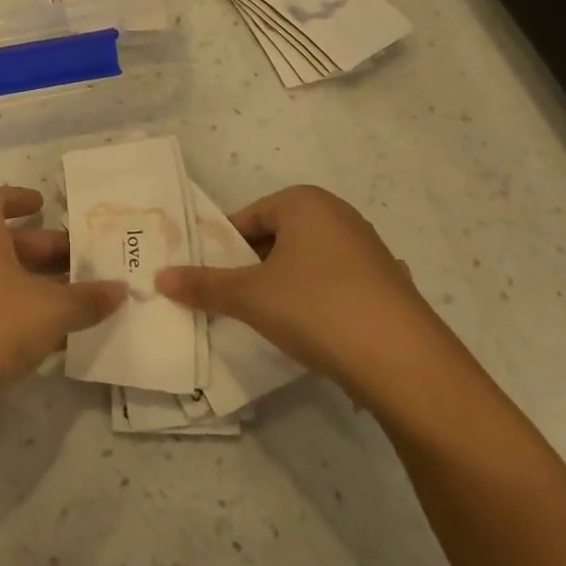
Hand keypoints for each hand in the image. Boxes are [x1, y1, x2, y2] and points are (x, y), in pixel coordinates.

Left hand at [0, 187, 125, 412]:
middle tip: (82, 261)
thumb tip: (119, 291)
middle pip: (4, 240)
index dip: (20, 200)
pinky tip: (50, 334)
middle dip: (43, 250)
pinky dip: (16, 310)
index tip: (44, 205)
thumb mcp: (50, 309)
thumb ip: (87, 299)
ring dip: (34, 284)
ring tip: (76, 298)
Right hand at [155, 185, 460, 407]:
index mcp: (305, 202)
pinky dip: (316, 302)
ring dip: (283, 287)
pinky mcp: (388, 283)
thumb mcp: (250, 297)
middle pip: (276, 238)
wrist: (406, 363)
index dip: (223, 250)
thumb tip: (159, 278)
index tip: (212, 283)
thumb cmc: (317, 309)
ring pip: (305, 263)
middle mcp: (339, 214)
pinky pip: (335, 284)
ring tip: (272, 323)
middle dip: (253, 269)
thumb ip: (203, 285)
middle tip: (236, 304)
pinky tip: (314, 334)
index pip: (247, 218)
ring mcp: (369, 249)